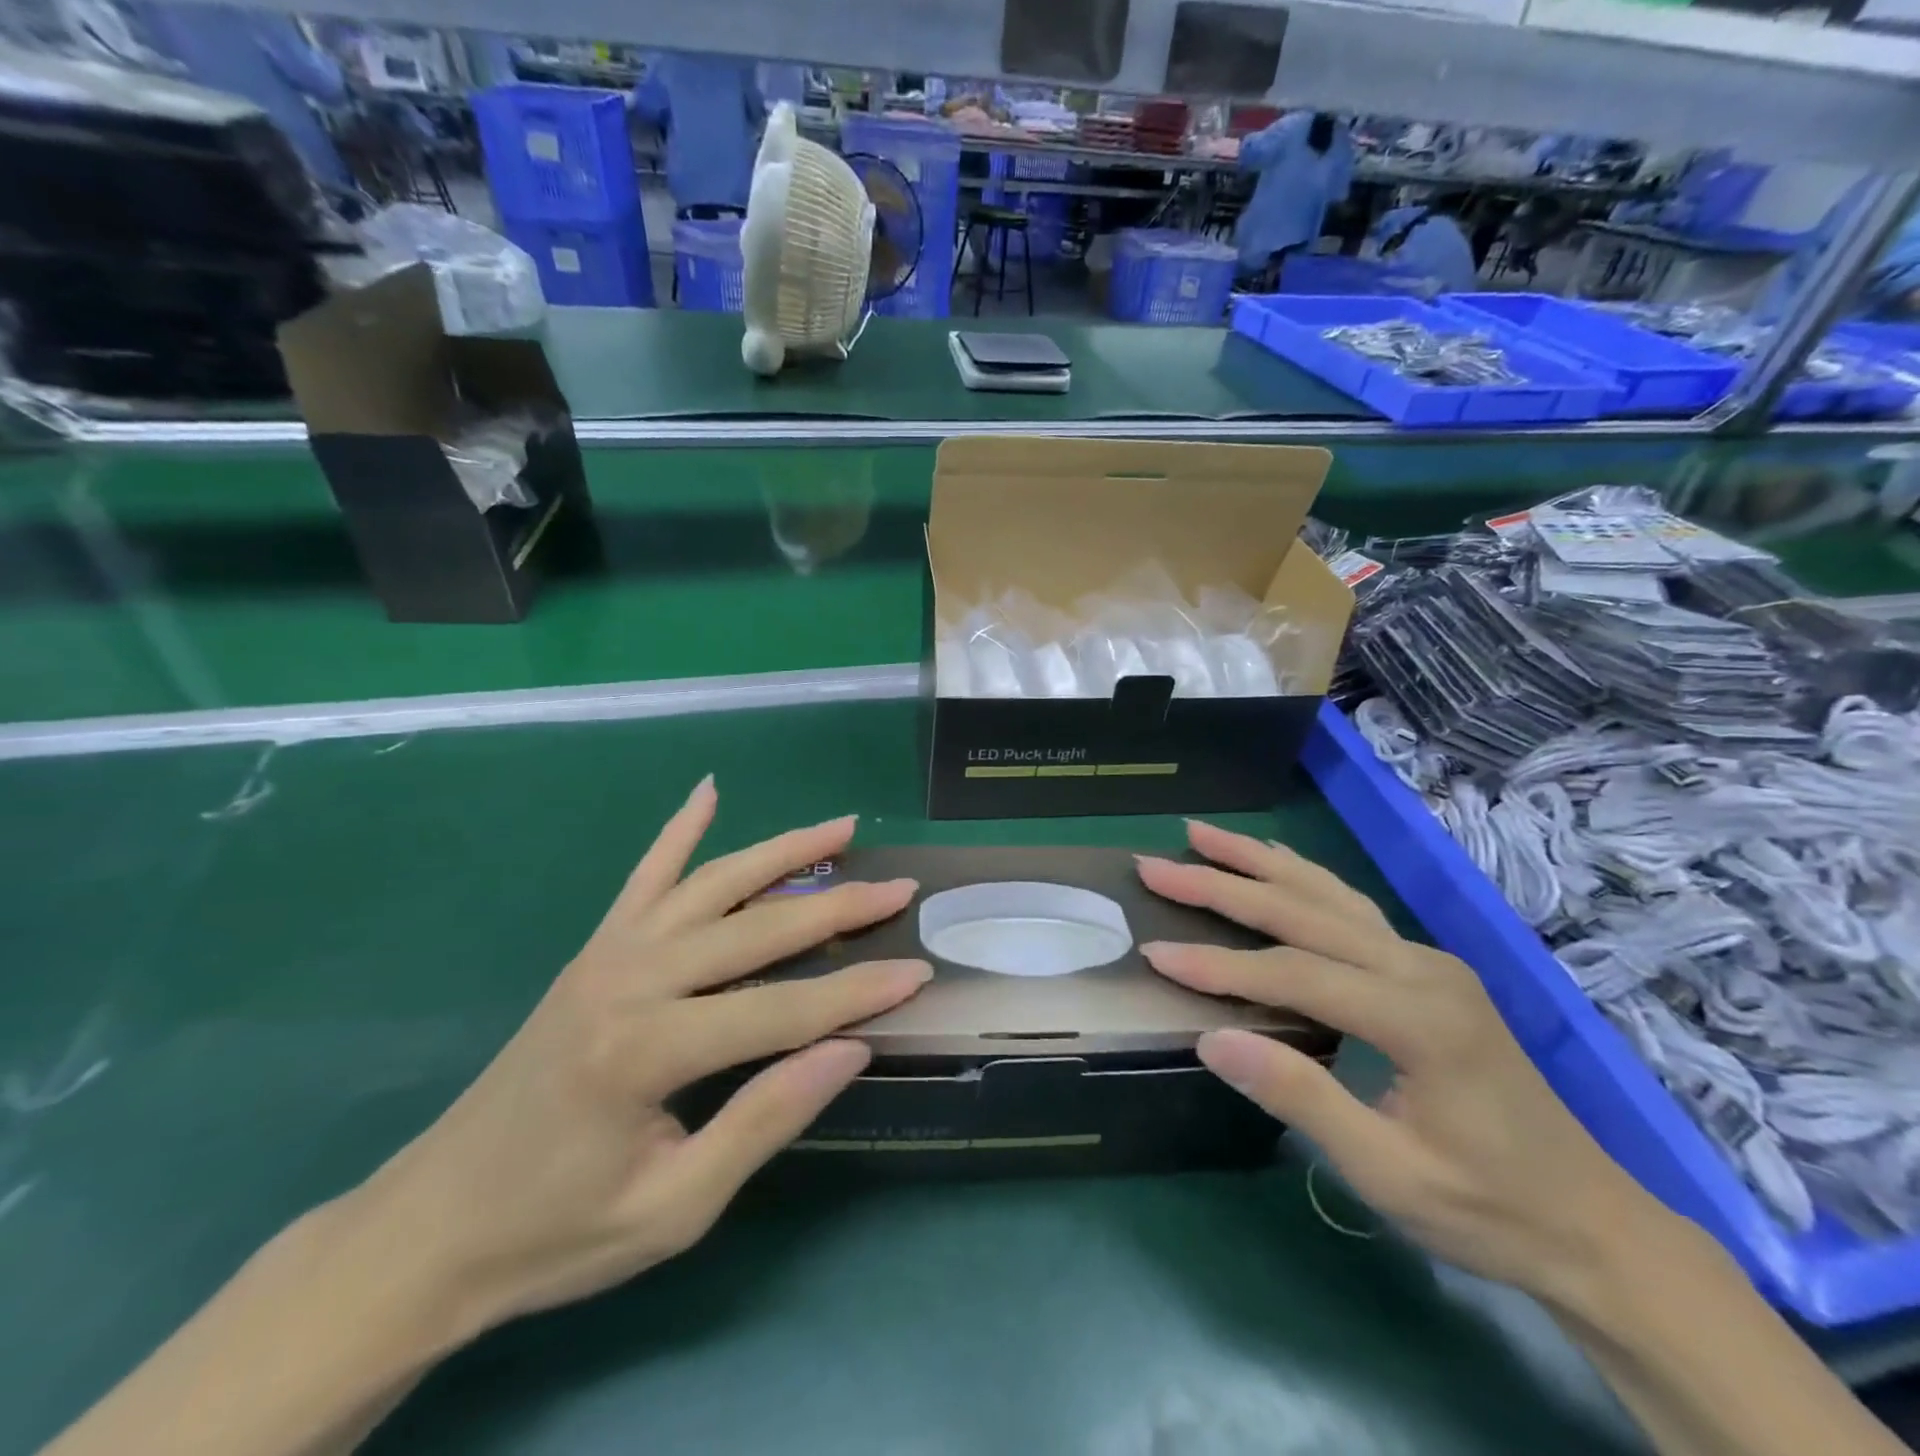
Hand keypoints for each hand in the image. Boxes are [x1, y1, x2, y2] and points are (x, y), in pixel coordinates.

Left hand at [345, 777, 929, 1337]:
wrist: (431, 1228)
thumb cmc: (557, 1232)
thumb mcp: (674, 1209)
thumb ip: (765, 1120)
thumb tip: (850, 1048)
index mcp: (650, 1049)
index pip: (782, 1008)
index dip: (857, 992)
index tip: (919, 973)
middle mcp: (632, 978)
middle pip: (758, 927)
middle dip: (838, 905)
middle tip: (900, 885)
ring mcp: (609, 953)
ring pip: (713, 883)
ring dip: (783, 850)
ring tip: (841, 827)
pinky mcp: (593, 949)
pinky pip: (644, 876)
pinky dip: (679, 831)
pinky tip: (708, 790)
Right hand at [1134, 820, 1660, 1308]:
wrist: (1595, 1226)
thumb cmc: (1489, 1209)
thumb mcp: (1389, 1173)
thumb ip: (1300, 1097)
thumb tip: (1210, 1039)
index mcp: (1418, 1017)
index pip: (1294, 973)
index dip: (1219, 965)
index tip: (1154, 952)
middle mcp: (1422, 968)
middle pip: (1304, 910)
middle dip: (1222, 884)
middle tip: (1155, 865)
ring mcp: (1428, 961)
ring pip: (1328, 892)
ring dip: (1258, 860)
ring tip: (1201, 835)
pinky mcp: (1427, 968)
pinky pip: (1350, 907)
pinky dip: (1300, 876)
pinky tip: (1272, 861)